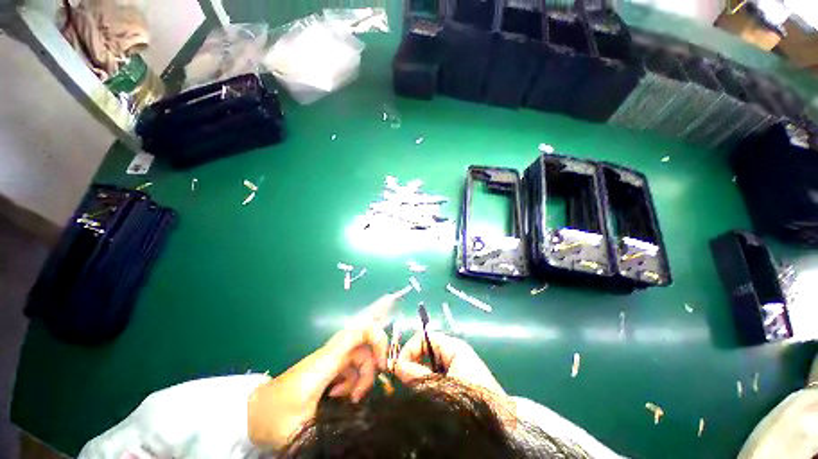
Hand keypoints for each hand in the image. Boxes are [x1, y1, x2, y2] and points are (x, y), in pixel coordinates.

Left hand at [247, 293, 399, 448]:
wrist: (253, 414)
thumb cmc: (277, 417)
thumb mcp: (305, 427)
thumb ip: (334, 425)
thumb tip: (361, 428)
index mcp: (328, 360)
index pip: (360, 331)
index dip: (378, 339)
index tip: (382, 365)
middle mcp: (332, 356)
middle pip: (364, 349)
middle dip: (369, 370)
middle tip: (360, 396)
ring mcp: (329, 363)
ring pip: (358, 361)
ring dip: (360, 380)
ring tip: (348, 401)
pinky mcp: (327, 371)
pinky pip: (349, 370)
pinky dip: (352, 383)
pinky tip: (340, 398)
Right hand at [393, 332, 505, 395]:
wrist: (501, 422)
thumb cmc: (470, 399)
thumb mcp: (441, 386)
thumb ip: (417, 375)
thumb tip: (396, 365)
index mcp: (453, 346)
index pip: (423, 337)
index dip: (409, 349)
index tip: (398, 368)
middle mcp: (454, 351)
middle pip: (425, 349)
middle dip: (413, 363)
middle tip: (403, 381)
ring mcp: (457, 364)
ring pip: (429, 363)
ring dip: (419, 374)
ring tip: (413, 389)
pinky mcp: (458, 377)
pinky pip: (436, 374)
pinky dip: (427, 381)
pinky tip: (425, 394)